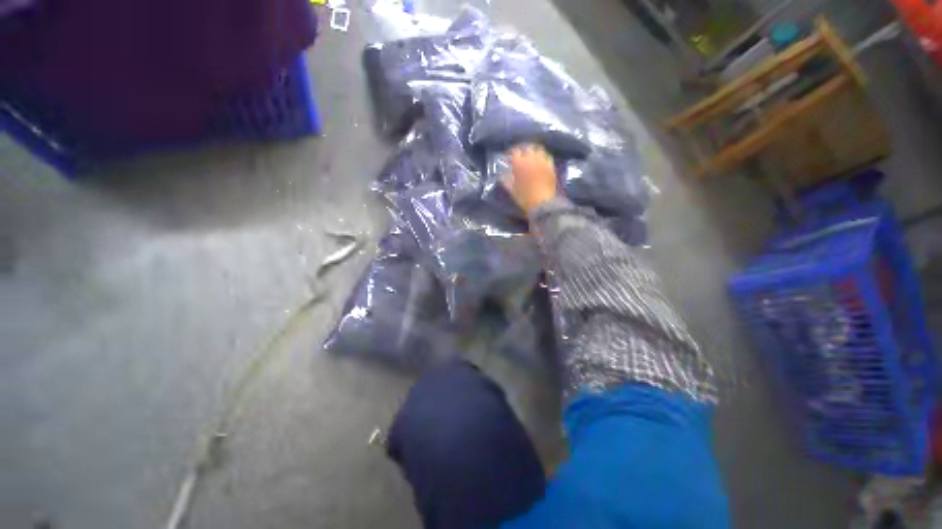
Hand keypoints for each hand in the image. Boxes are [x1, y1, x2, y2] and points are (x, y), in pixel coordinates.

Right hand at [501, 144, 557, 215]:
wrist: (542, 203)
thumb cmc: (524, 198)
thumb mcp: (512, 190)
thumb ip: (506, 181)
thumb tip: (502, 176)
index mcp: (519, 163)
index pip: (514, 152)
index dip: (510, 153)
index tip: (508, 157)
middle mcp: (531, 158)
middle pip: (527, 147)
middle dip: (522, 149)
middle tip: (519, 154)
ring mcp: (542, 161)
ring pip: (538, 149)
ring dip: (533, 150)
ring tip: (530, 155)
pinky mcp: (551, 166)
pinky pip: (547, 156)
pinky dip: (542, 156)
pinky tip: (540, 161)